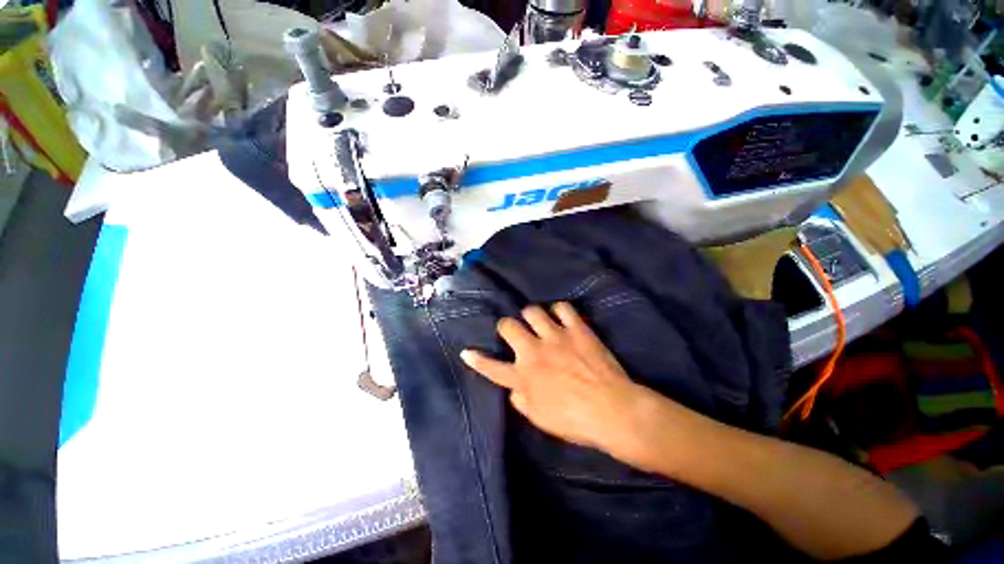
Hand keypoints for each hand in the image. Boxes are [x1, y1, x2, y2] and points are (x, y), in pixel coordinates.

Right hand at [460, 302, 653, 458]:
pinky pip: (562, 307)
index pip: (491, 367)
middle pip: (508, 326)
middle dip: (507, 327)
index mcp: (523, 377)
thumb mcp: (541, 419)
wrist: (613, 410)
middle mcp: (534, 352)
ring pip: (532, 311)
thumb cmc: (575, 421)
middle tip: (515, 333)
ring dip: (532, 316)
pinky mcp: (577, 329)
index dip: (476, 360)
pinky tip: (561, 317)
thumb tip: (514, 388)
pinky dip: (559, 311)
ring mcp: (555, 337)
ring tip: (538, 323)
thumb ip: (521, 401)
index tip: (467, 352)